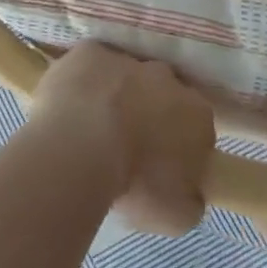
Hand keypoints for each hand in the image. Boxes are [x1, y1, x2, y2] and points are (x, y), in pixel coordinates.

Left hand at [28, 43, 214, 235]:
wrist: (81, 148)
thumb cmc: (134, 184)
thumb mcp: (177, 215)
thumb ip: (190, 199)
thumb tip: (189, 192)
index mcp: (197, 115)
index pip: (196, 127)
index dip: (179, 145)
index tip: (161, 165)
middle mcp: (167, 78)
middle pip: (162, 93)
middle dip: (149, 112)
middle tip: (126, 142)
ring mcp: (127, 60)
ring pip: (125, 75)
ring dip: (115, 94)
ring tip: (92, 125)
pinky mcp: (89, 52)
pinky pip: (89, 64)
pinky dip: (83, 80)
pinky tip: (70, 103)